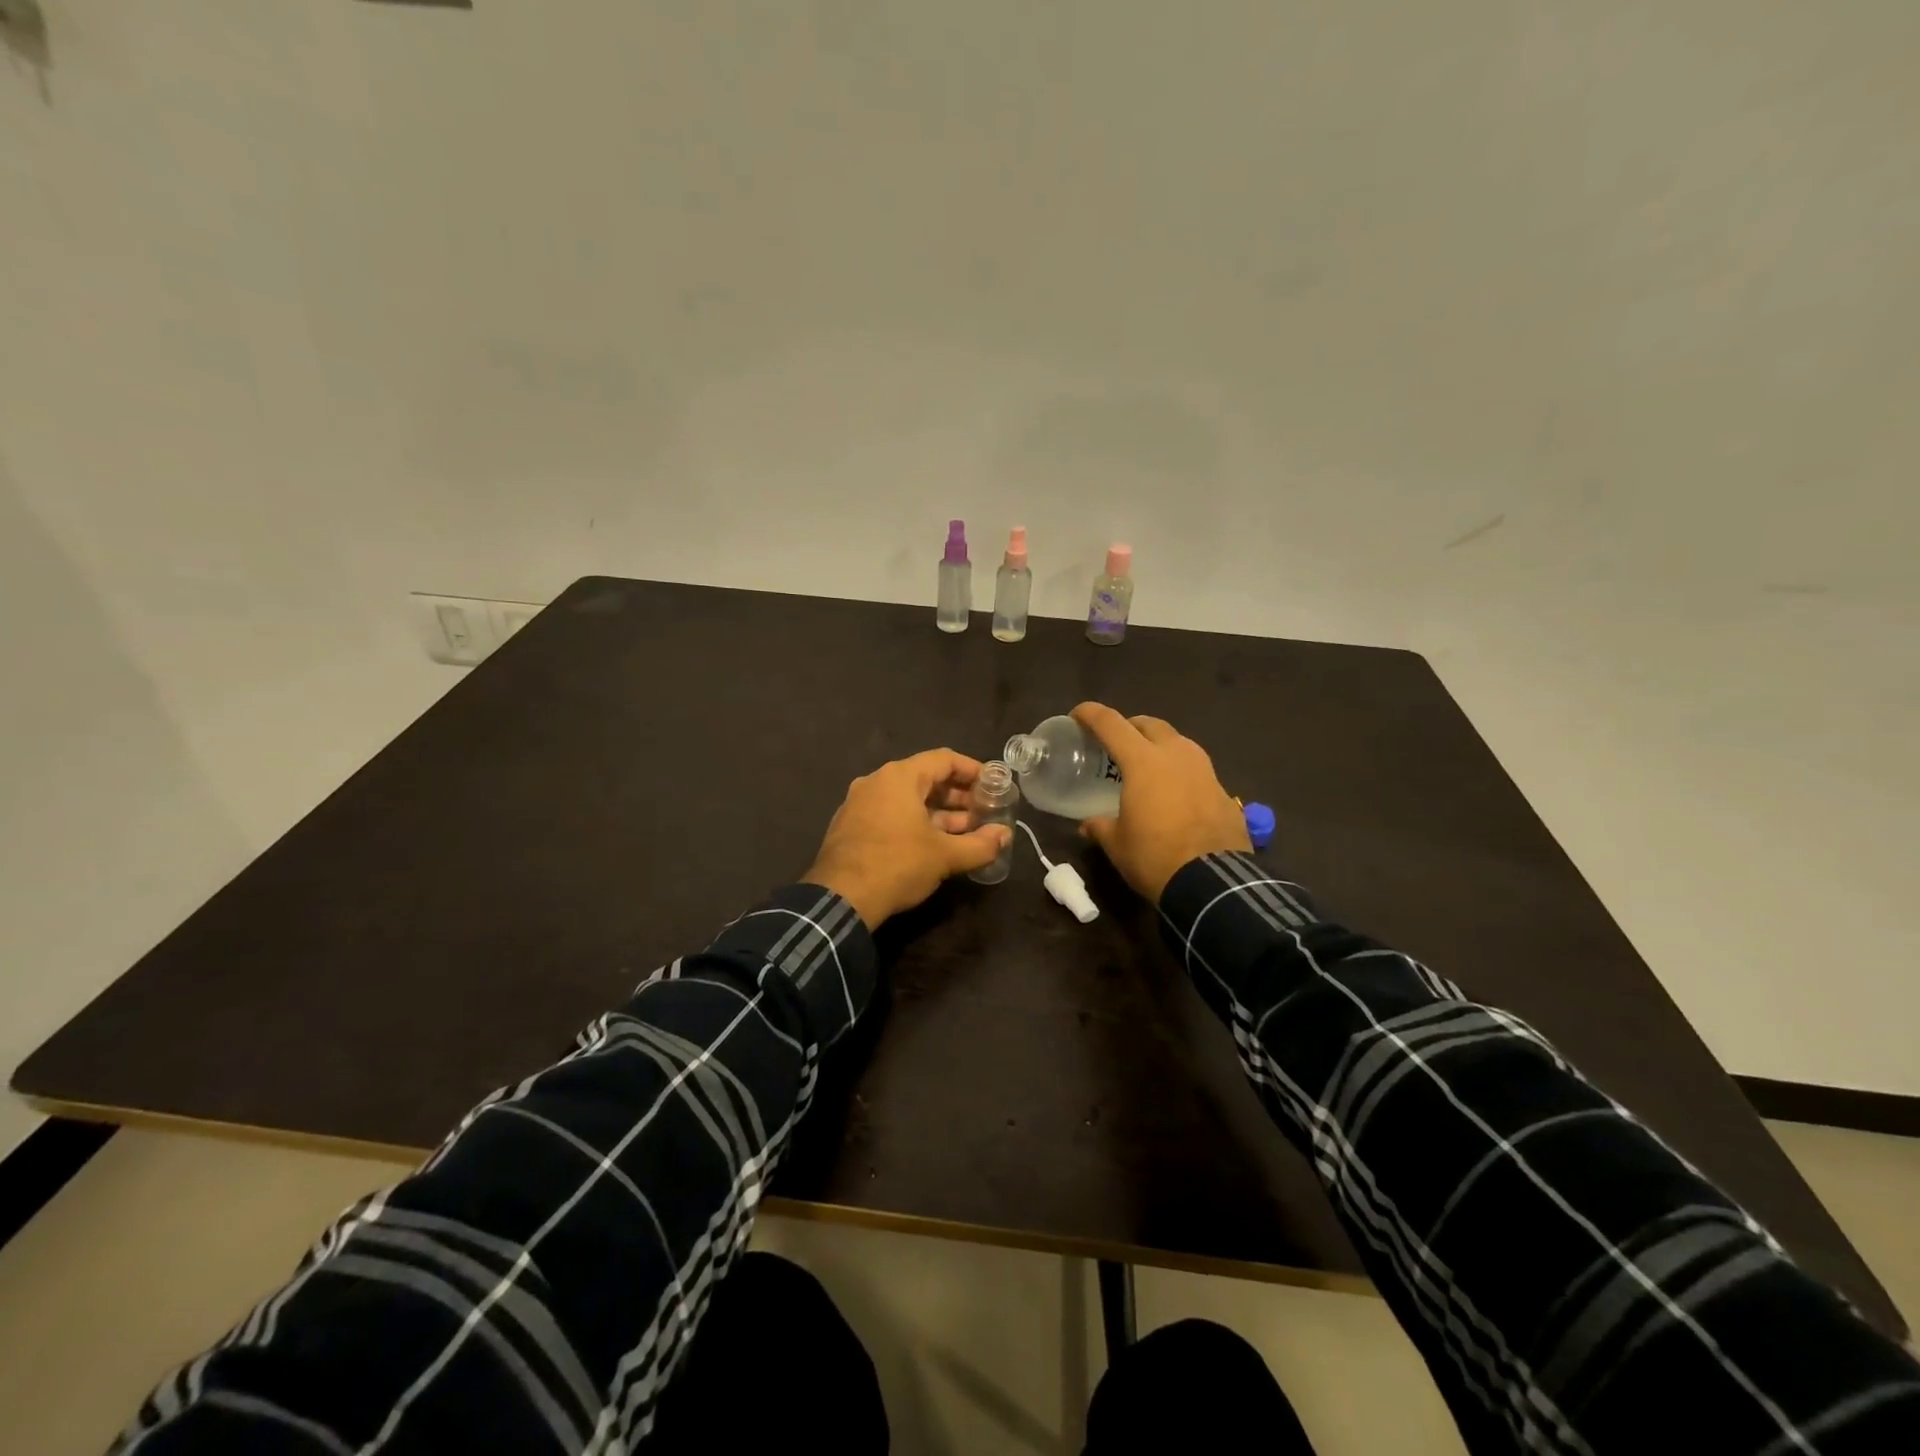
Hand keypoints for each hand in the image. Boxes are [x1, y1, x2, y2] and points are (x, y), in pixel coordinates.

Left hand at [804, 748, 1012, 926]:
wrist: (840, 899)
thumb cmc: (897, 865)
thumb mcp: (945, 856)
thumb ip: (980, 844)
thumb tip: (1005, 836)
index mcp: (899, 777)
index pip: (944, 759)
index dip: (973, 770)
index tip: (993, 785)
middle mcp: (877, 781)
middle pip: (925, 778)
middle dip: (957, 795)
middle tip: (982, 811)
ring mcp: (859, 803)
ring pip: (907, 798)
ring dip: (938, 812)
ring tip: (965, 831)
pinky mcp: (851, 826)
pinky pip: (890, 813)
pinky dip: (914, 821)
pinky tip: (932, 843)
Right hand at [1072, 702, 1250, 903]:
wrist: (1213, 884)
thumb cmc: (1154, 857)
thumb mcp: (1117, 844)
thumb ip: (1100, 827)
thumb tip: (1088, 826)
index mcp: (1143, 761)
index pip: (1111, 723)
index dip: (1091, 714)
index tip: (1077, 715)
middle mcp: (1176, 755)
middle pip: (1150, 724)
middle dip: (1130, 726)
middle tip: (1116, 743)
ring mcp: (1205, 770)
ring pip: (1178, 742)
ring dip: (1160, 745)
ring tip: (1148, 765)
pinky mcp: (1224, 790)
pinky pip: (1197, 769)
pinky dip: (1181, 772)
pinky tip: (1176, 794)